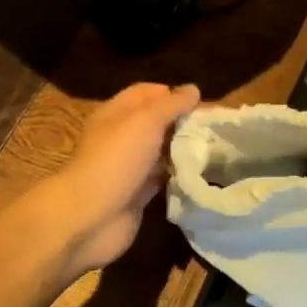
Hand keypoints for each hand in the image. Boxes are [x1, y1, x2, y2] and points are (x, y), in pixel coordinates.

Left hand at [44, 82, 199, 277]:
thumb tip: (193, 89)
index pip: (146, 93)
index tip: (201, 103)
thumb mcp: (146, 121)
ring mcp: (129, 168)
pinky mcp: (137, 194)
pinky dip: (178, 176)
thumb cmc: (116, 160)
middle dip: (182, 122)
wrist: (90, 217)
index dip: (172, 93)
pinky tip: (201, 174)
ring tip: (215, 149)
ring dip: (183, 150)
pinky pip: (162, 179)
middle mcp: (121, 138)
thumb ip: (171, 104)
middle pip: (156, 123)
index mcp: (116, 114)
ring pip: (161, 152)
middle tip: (214, 127)